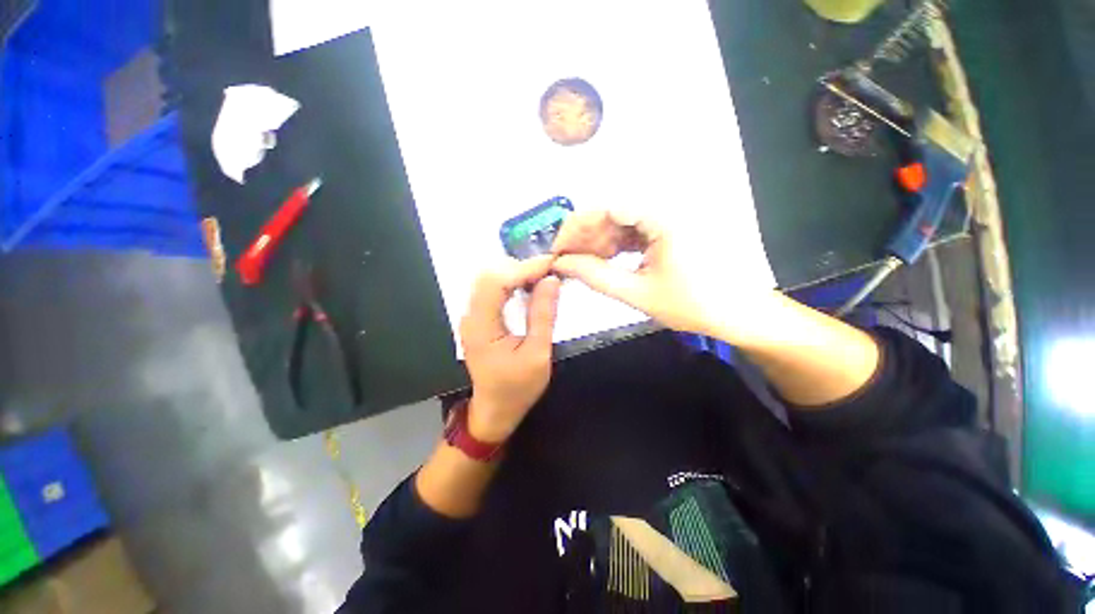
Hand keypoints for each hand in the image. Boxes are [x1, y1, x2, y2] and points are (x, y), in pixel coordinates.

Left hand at [460, 256, 561, 443]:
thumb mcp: (538, 354)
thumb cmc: (518, 388)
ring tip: (543, 278)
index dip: (524, 268)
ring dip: (517, 273)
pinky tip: (529, 288)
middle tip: (549, 273)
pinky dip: (512, 282)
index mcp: (481, 326)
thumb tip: (551, 280)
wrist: (495, 409)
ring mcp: (472, 316)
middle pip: (490, 275)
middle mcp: (471, 315)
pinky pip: (492, 289)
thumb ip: (543, 315)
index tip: (551, 264)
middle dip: (521, 268)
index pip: (497, 281)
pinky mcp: (478, 318)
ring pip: (490, 278)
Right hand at [551, 210, 776, 339]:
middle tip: (566, 262)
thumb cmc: (693, 305)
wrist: (739, 313)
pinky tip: (605, 260)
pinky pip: (633, 229)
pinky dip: (615, 244)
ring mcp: (669, 215)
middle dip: (584, 237)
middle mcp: (666, 205)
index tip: (558, 252)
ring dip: (598, 242)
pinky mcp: (670, 226)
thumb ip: (595, 276)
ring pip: (620, 220)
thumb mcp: (637, 293)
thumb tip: (561, 263)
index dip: (575, 229)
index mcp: (663, 216)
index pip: (606, 208)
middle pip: (611, 211)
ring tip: (583, 265)